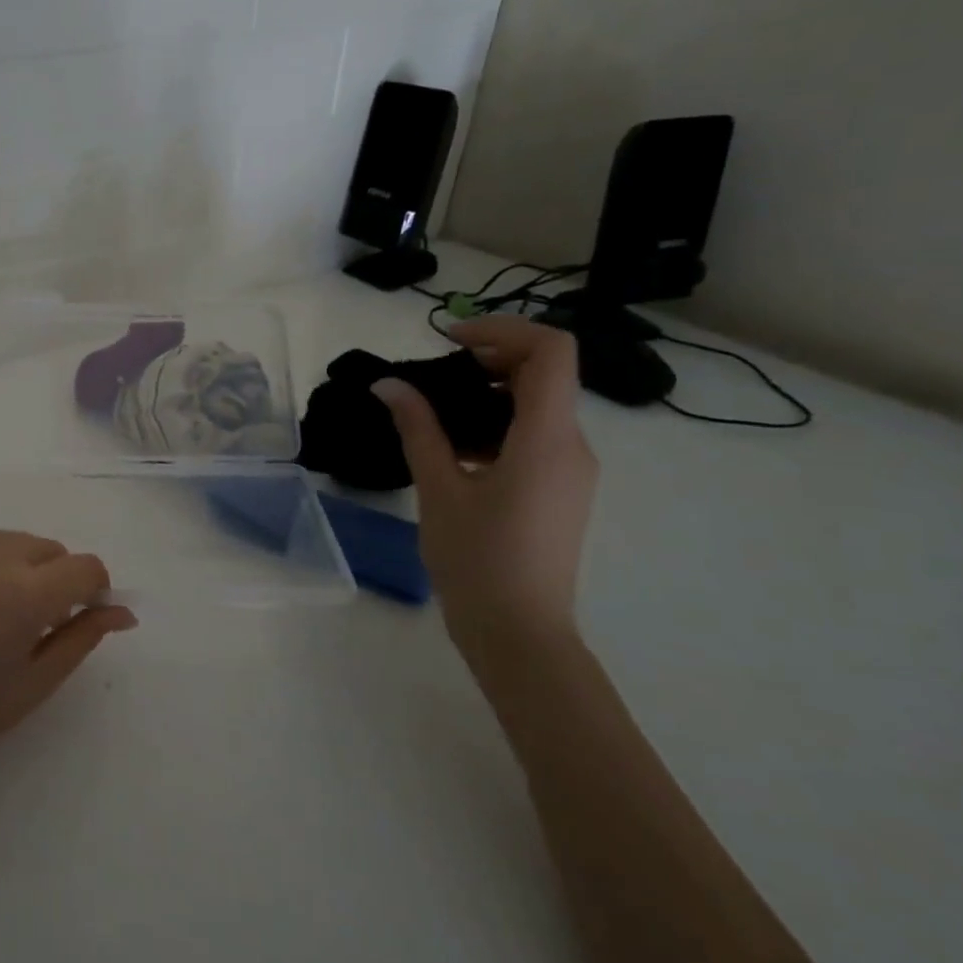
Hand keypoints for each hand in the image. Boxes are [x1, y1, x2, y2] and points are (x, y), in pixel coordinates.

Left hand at [0, 532, 136, 795]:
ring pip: (8, 542)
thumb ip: (82, 639)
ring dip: (20, 567)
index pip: (84, 566)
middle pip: (47, 547)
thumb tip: (122, 613)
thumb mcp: (33, 685)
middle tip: (38, 623)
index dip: (95, 588)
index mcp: (23, 596)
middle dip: (58, 576)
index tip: (85, 615)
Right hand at [372, 317, 596, 649]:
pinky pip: (536, 436)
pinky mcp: (560, 490)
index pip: (551, 352)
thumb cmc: (477, 560)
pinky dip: (498, 424)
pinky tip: (455, 448)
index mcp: (549, 439)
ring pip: (540, 406)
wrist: (519, 633)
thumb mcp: (439, 489)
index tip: (448, 339)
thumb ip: (418, 429)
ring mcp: (571, 470)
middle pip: (546, 373)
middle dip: (491, 358)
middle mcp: (573, 446)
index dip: (502, 329)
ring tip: (435, 409)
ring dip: (491, 392)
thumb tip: (390, 385)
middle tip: (435, 371)